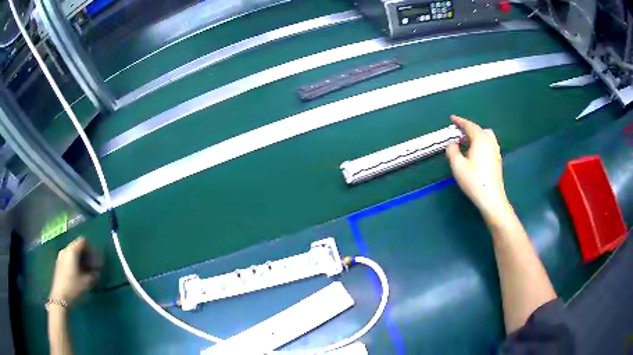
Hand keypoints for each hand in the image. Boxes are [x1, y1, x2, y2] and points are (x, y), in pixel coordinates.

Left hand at [49, 237, 97, 308]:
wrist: (60, 298)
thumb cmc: (74, 287)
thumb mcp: (87, 283)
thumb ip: (94, 275)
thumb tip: (97, 271)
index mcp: (72, 251)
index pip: (82, 241)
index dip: (90, 248)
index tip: (95, 260)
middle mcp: (65, 250)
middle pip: (77, 246)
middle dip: (85, 255)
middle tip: (92, 267)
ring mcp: (60, 257)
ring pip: (72, 253)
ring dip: (79, 260)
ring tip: (85, 272)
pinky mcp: (58, 264)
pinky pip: (68, 259)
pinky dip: (74, 263)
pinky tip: (77, 275)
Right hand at [445, 115, 510, 219]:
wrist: (491, 198)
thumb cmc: (473, 180)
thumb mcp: (457, 165)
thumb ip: (452, 151)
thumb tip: (452, 143)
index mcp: (480, 139)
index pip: (469, 125)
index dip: (459, 121)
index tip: (451, 118)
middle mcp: (490, 141)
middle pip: (479, 129)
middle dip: (467, 129)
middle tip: (457, 134)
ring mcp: (496, 150)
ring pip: (486, 136)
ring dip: (475, 135)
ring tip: (466, 143)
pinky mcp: (497, 159)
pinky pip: (489, 143)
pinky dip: (481, 142)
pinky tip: (475, 153)